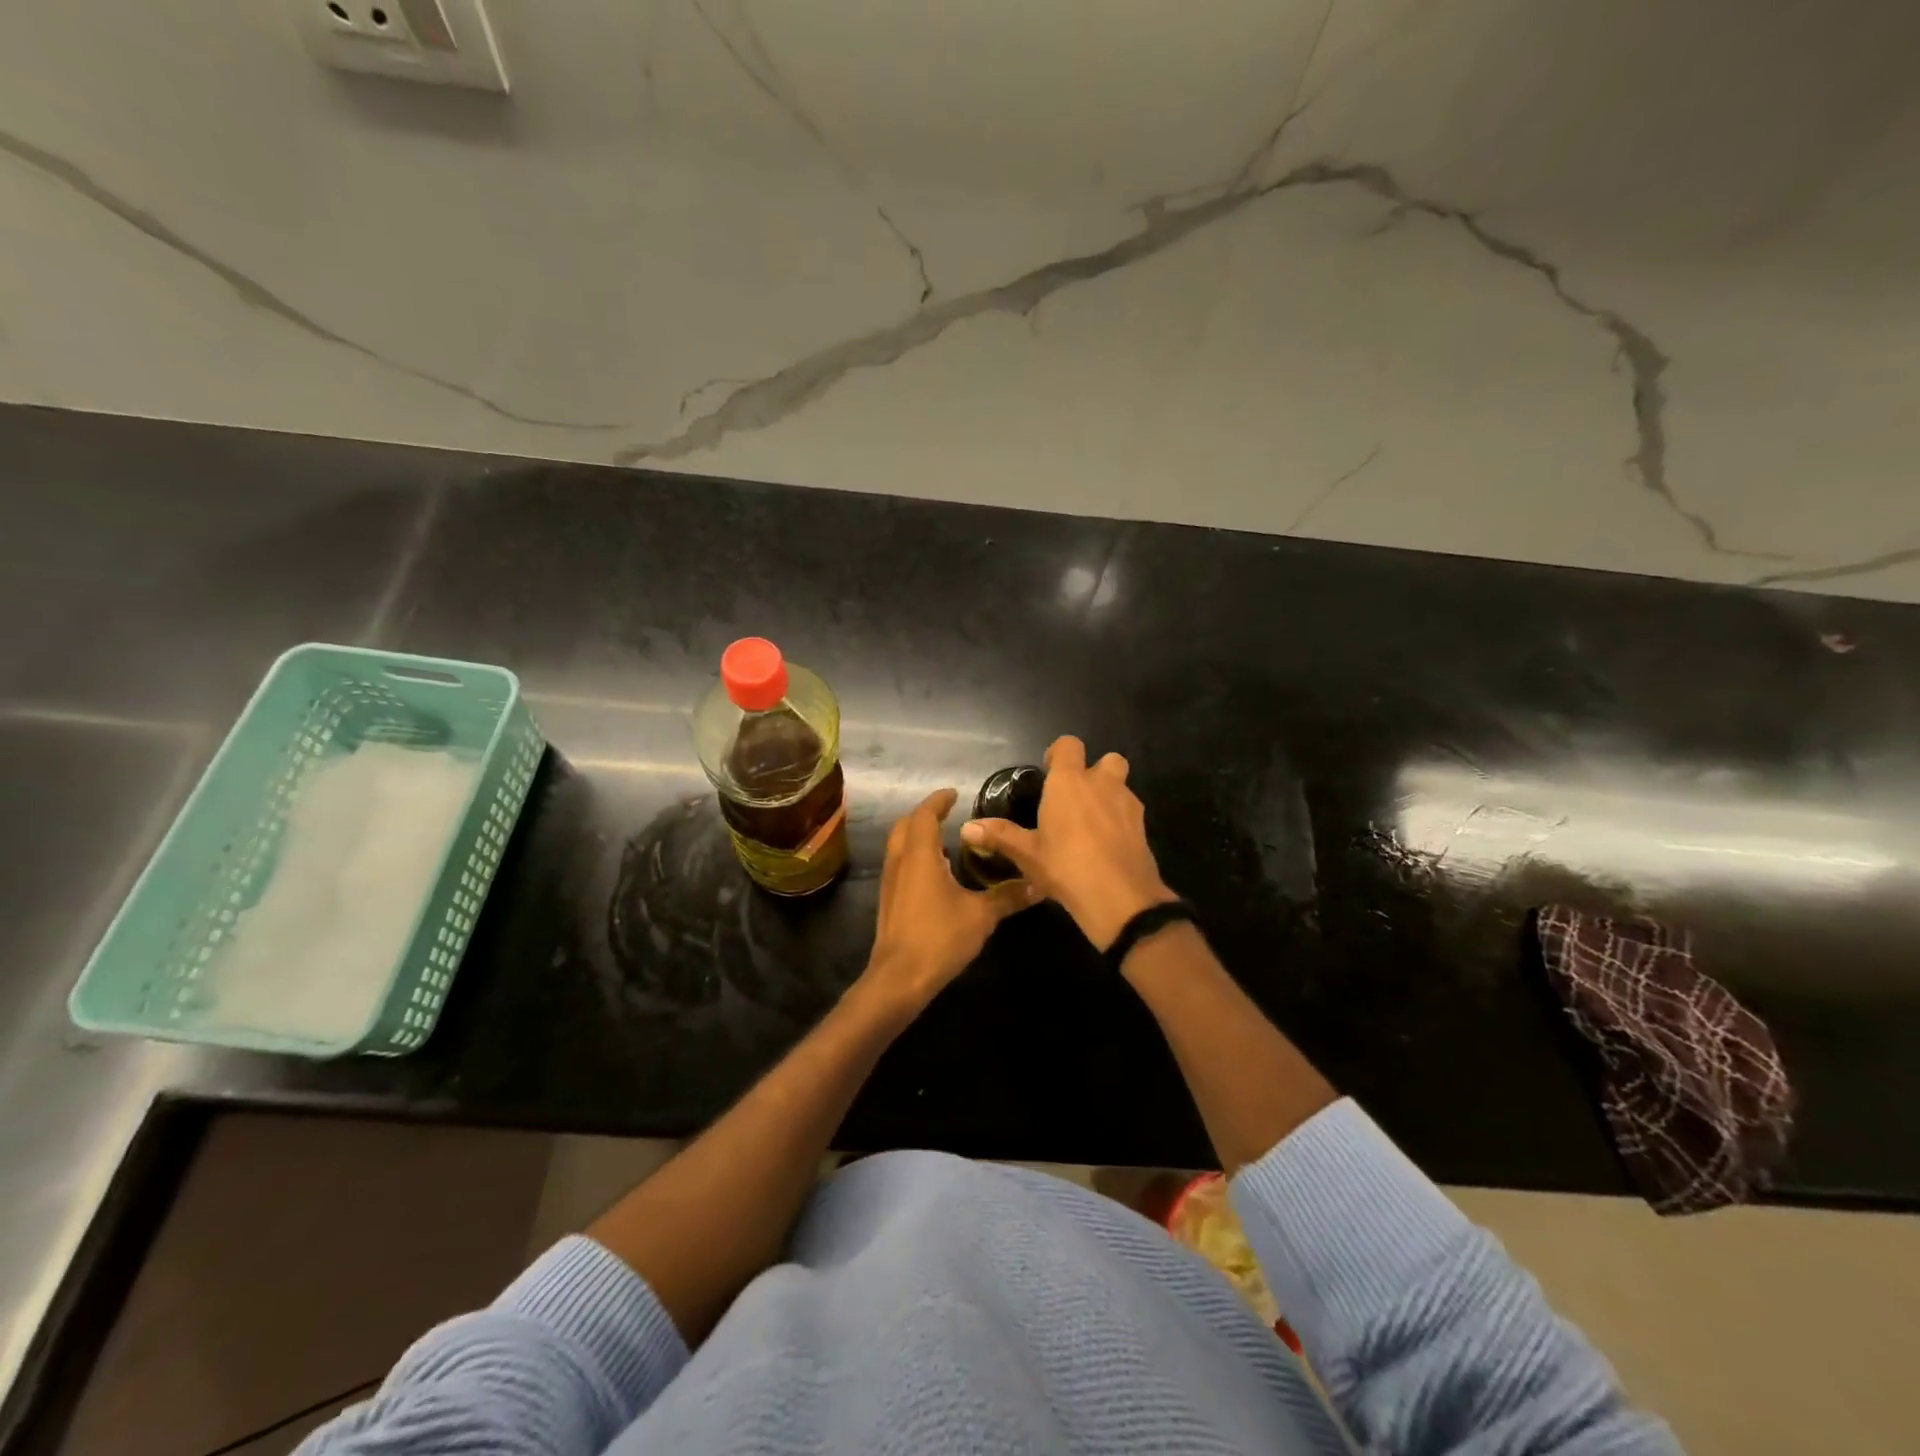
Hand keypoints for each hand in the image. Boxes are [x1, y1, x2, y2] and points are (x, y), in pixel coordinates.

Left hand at [859, 788, 1035, 1016]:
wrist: (899, 978)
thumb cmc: (939, 937)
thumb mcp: (981, 915)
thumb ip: (1007, 896)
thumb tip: (1038, 883)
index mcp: (920, 855)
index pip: (924, 816)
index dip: (938, 801)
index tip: (954, 794)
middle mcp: (900, 862)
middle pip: (905, 826)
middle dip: (924, 815)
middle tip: (948, 813)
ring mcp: (890, 882)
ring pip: (899, 845)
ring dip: (917, 836)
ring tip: (945, 839)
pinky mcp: (889, 901)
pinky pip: (900, 865)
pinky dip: (915, 856)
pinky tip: (936, 873)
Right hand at [959, 735, 1174, 950]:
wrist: (1120, 898)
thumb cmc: (1065, 866)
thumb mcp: (1027, 854)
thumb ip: (1000, 836)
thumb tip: (967, 828)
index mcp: (1069, 782)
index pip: (1069, 745)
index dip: (1059, 753)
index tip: (1049, 770)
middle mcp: (1101, 784)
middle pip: (1107, 759)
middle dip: (1094, 770)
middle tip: (1075, 796)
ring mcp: (1127, 804)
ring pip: (1121, 785)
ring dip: (1109, 794)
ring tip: (1090, 822)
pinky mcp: (1143, 827)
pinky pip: (1130, 812)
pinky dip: (1119, 819)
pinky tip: (1105, 844)